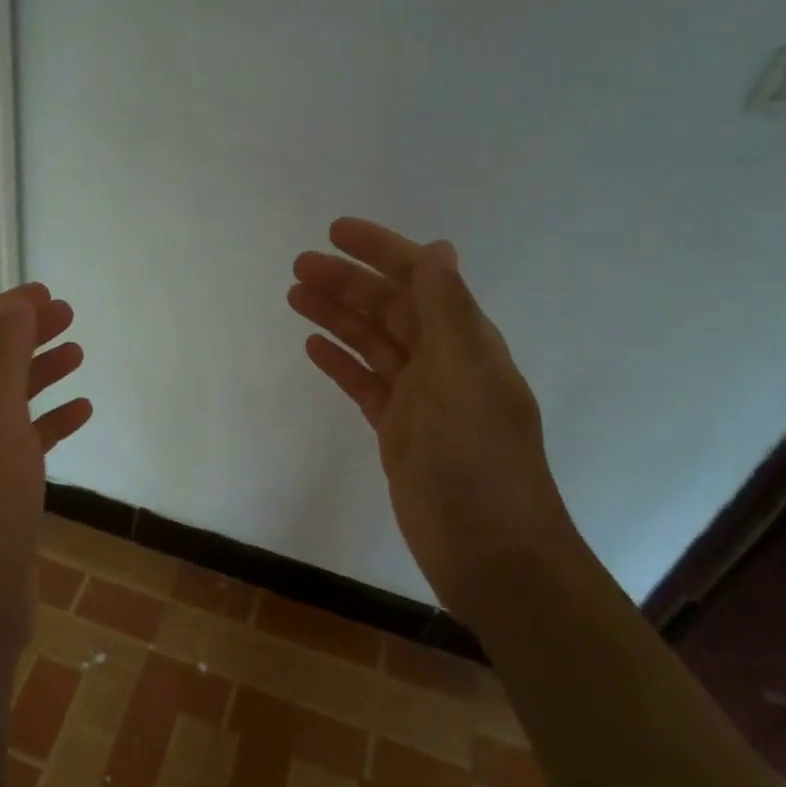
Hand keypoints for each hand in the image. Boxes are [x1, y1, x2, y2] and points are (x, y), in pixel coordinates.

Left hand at [0, 283, 91, 652]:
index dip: (5, 309)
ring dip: (41, 372)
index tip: (48, 296)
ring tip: (79, 355)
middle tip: (69, 318)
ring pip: (10, 397)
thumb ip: (6, 358)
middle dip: (26, 335)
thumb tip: (17, 303)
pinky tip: (82, 412)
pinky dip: (51, 419)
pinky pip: (26, 438)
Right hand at [289, 218, 579, 611]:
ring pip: (372, 344)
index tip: (335, 231)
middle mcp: (444, 363)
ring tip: (295, 296)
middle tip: (298, 266)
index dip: (380, 251)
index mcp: (465, 343)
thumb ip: (446, 312)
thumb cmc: (477, 462)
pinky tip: (313, 347)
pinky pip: (365, 384)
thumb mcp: (462, 377)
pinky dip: (341, 363)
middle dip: (347, 283)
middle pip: (389, 309)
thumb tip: (437, 249)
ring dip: (338, 317)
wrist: (491, 555)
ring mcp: (421, 400)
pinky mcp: (399, 433)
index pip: (420, 280)